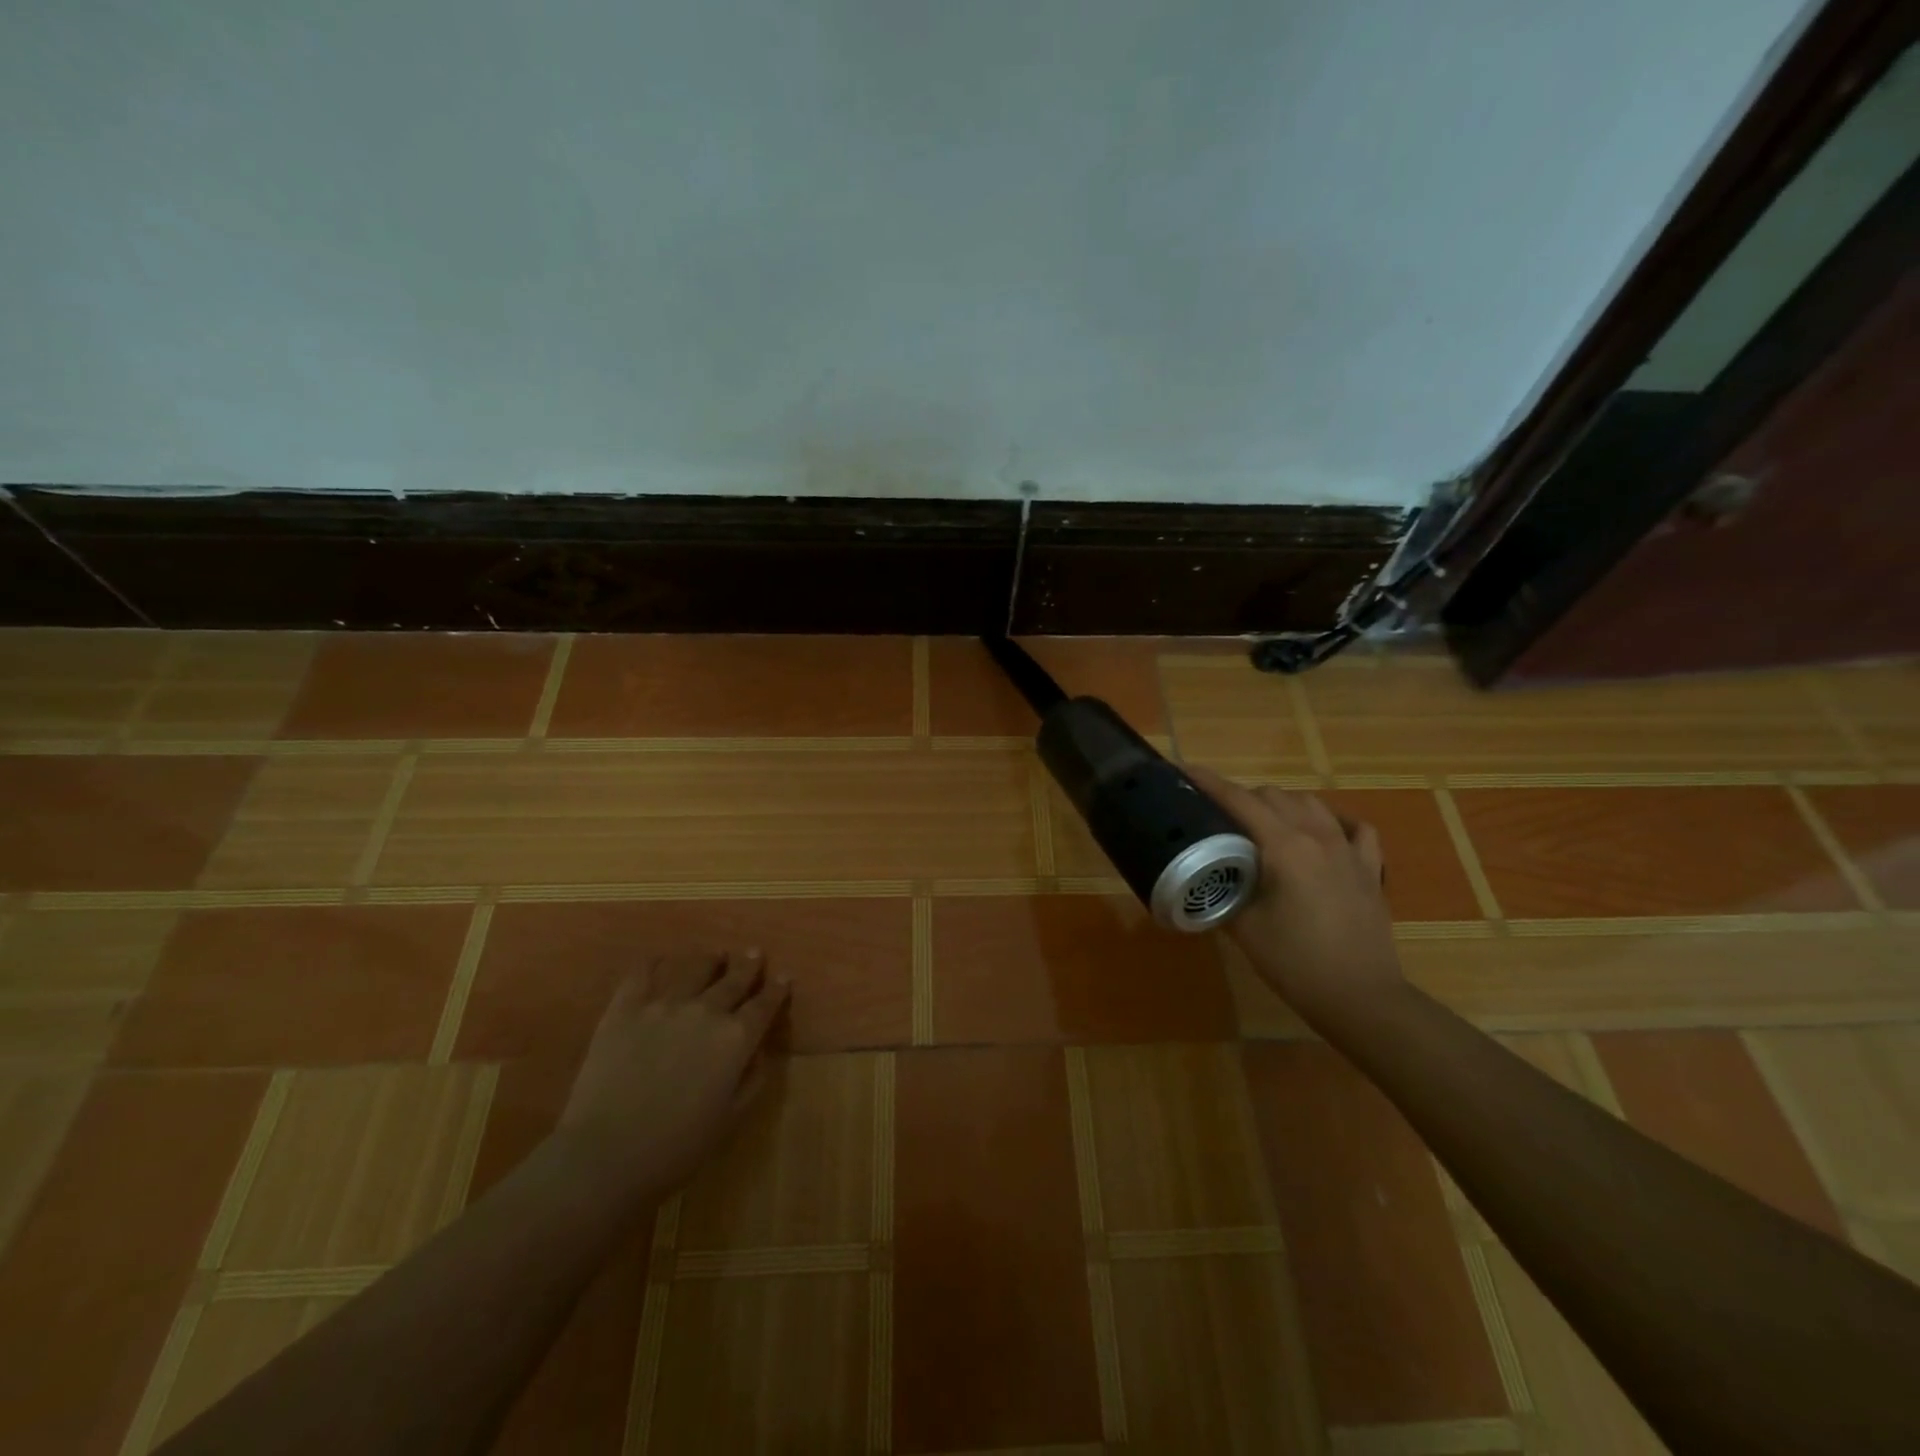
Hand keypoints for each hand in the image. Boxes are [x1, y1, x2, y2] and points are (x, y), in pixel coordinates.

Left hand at [555, 950, 789, 1204]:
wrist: (606, 1155)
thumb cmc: (676, 1147)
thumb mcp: (730, 1119)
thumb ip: (752, 1080)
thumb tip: (760, 1052)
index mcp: (736, 1039)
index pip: (764, 1005)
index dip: (776, 990)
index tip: (784, 977)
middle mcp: (706, 1011)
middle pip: (734, 980)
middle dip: (748, 966)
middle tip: (755, 953)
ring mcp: (664, 1005)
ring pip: (695, 970)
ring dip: (710, 960)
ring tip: (715, 954)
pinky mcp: (626, 1008)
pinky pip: (642, 974)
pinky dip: (654, 964)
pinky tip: (659, 961)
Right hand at [1186, 765, 1406, 1028]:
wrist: (1361, 998)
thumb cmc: (1295, 963)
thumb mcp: (1244, 927)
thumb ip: (1223, 890)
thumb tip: (1206, 875)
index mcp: (1284, 847)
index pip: (1239, 801)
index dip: (1208, 783)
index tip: (1183, 770)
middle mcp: (1318, 836)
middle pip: (1273, 796)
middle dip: (1242, 797)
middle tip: (1218, 817)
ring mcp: (1348, 850)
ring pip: (1310, 803)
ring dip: (1281, 805)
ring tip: (1262, 824)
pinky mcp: (1369, 869)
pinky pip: (1353, 828)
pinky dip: (1332, 822)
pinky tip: (1321, 834)